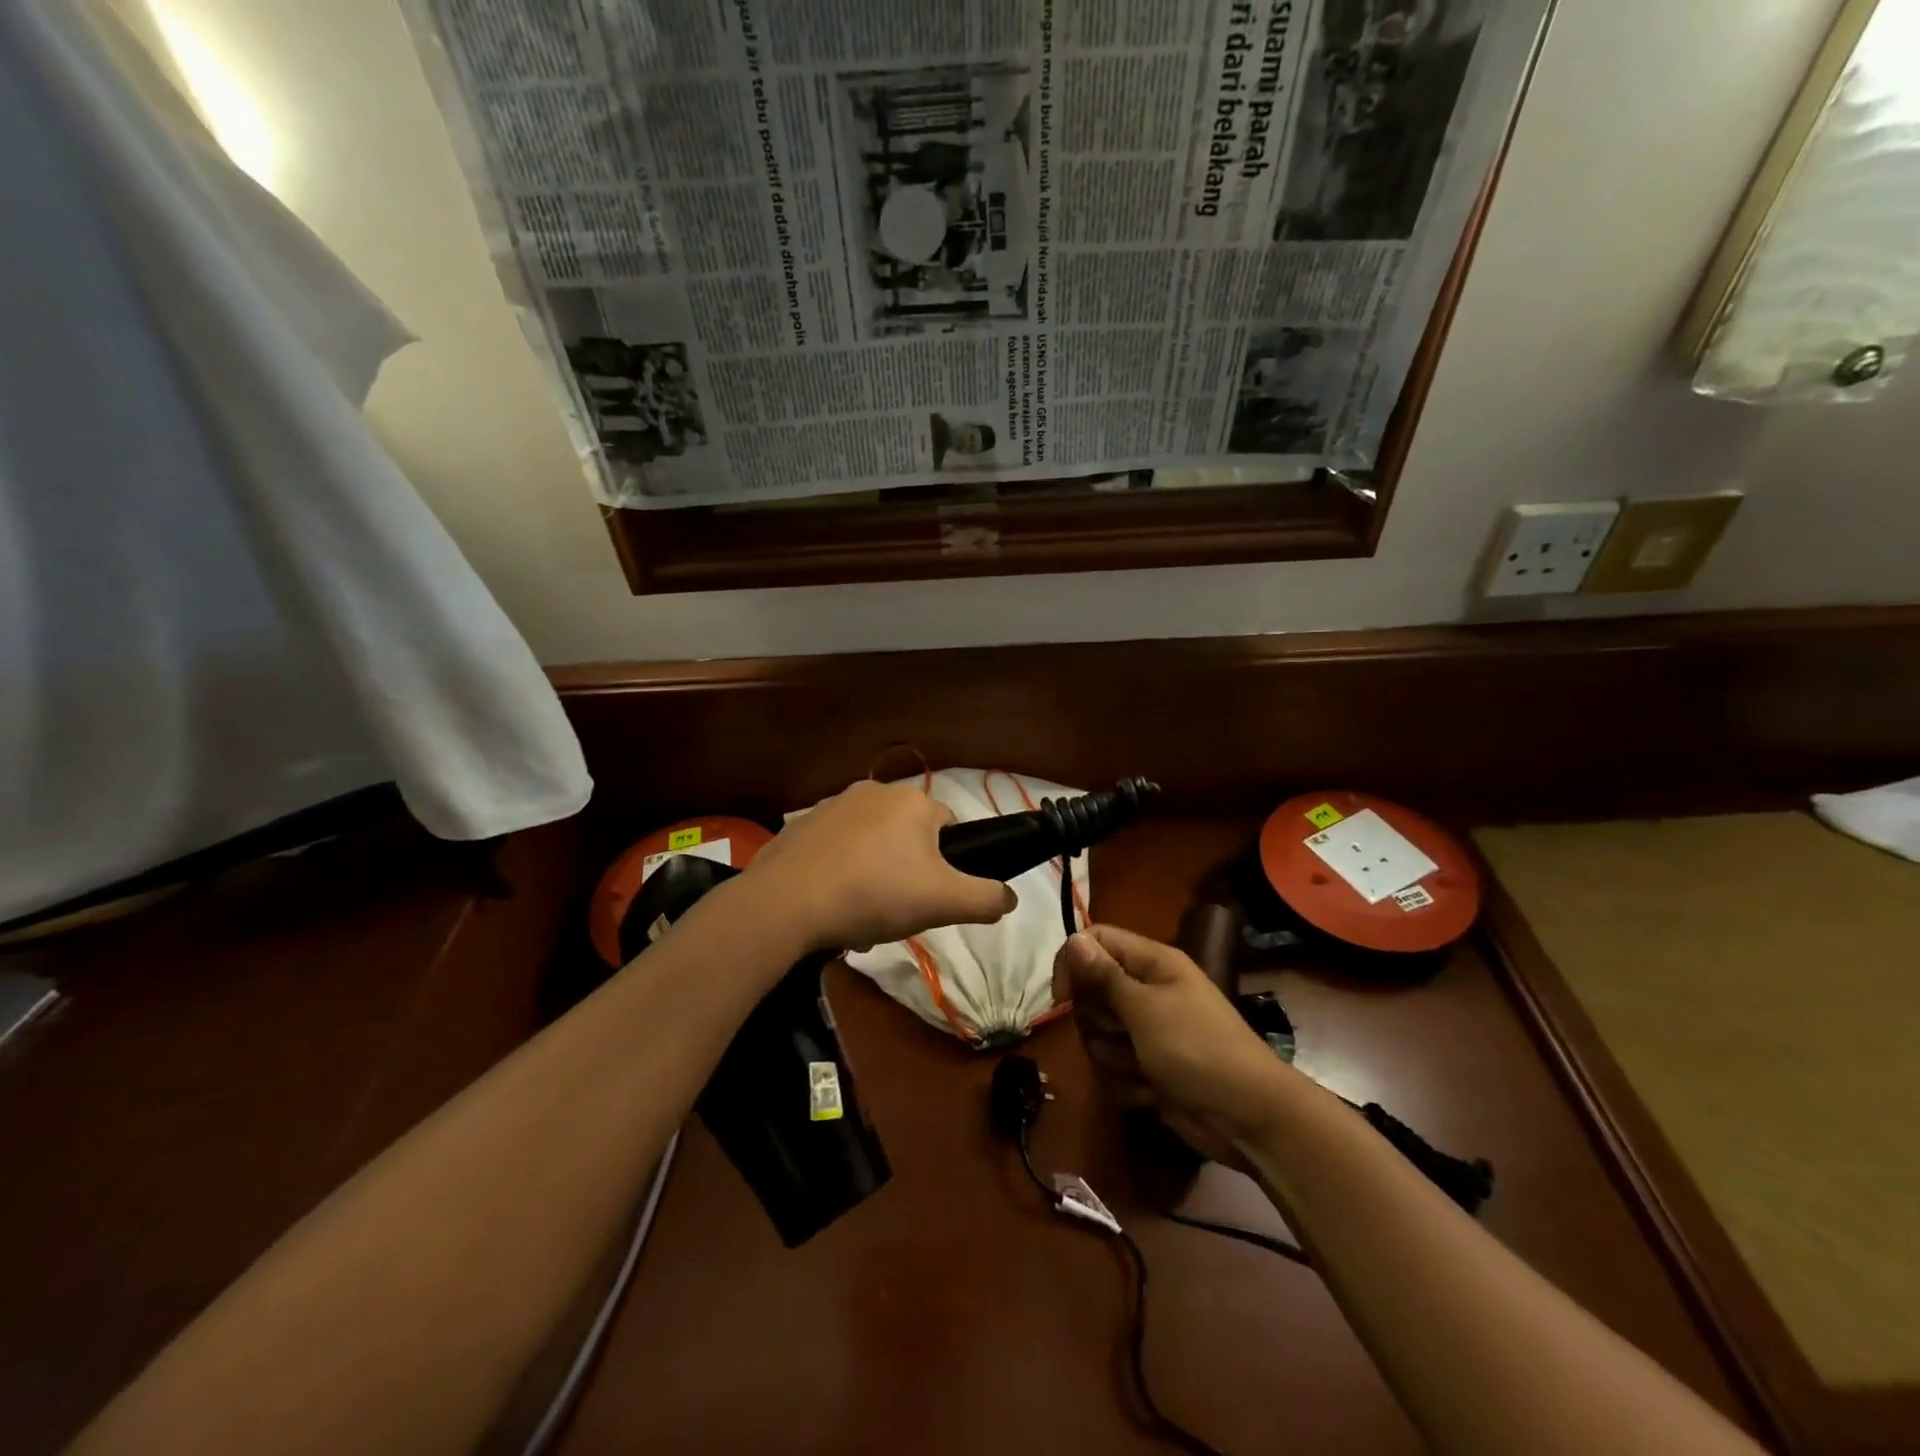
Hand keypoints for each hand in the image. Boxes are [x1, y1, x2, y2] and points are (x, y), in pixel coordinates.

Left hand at [744, 780, 1016, 954]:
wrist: (786, 903)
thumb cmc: (874, 894)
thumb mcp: (944, 903)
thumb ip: (986, 898)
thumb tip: (1010, 897)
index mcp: (913, 801)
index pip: (950, 828)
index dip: (949, 865)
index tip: (933, 897)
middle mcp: (873, 790)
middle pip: (909, 835)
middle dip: (910, 869)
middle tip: (899, 908)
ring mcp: (832, 805)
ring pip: (871, 842)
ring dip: (874, 871)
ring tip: (862, 913)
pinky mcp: (800, 826)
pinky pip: (835, 849)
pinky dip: (839, 871)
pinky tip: (831, 903)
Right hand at [1054, 925, 1290, 1165]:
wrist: (1246, 1118)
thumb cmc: (1197, 1049)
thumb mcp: (1145, 1008)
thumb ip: (1105, 976)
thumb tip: (1073, 938)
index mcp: (1153, 963)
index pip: (1095, 941)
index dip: (1074, 964)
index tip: (1063, 998)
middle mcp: (1147, 990)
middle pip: (1091, 992)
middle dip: (1098, 1020)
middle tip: (1123, 1034)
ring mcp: (1147, 1031)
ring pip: (1098, 1034)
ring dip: (1113, 1056)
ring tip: (1144, 1067)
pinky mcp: (1147, 1067)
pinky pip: (1114, 1067)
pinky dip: (1128, 1082)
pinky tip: (1152, 1091)